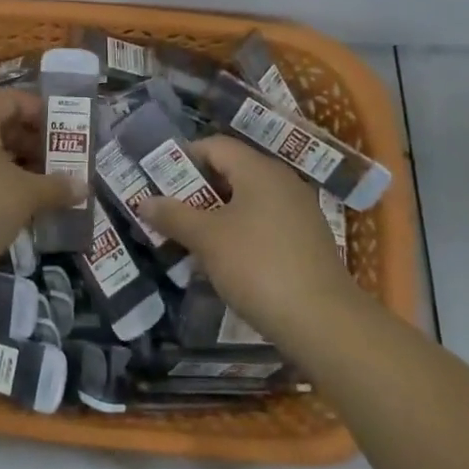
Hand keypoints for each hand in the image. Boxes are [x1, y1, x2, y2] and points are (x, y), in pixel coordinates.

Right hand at [141, 137, 354, 338]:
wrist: (324, 322)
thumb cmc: (258, 266)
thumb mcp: (207, 239)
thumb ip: (173, 215)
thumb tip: (144, 200)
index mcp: (259, 170)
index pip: (214, 146)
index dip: (183, 157)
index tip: (158, 180)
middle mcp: (282, 182)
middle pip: (230, 172)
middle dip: (196, 190)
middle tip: (167, 211)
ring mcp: (298, 212)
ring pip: (246, 201)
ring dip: (214, 215)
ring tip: (188, 239)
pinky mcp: (306, 241)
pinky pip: (262, 223)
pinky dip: (238, 233)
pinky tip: (222, 261)